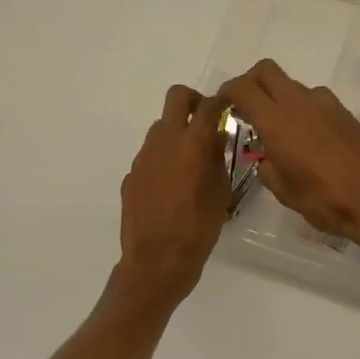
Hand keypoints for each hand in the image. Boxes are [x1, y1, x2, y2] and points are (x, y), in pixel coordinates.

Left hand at [115, 85, 229, 308]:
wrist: (157, 260)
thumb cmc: (199, 226)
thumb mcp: (221, 191)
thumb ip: (217, 158)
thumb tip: (215, 139)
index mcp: (192, 143)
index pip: (208, 105)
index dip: (221, 101)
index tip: (228, 107)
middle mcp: (164, 141)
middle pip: (176, 97)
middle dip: (192, 101)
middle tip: (205, 120)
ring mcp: (143, 157)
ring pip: (160, 127)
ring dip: (176, 133)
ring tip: (190, 161)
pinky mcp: (131, 176)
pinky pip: (150, 156)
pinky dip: (163, 160)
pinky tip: (172, 187)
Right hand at [217, 60, 359, 260]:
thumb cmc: (324, 199)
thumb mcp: (284, 191)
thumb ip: (267, 167)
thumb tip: (266, 157)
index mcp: (277, 121)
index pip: (243, 88)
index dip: (227, 91)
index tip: (222, 104)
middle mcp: (299, 103)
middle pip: (267, 71)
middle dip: (251, 82)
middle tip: (246, 106)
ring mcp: (324, 103)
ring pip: (292, 85)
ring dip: (279, 97)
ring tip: (280, 129)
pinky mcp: (343, 111)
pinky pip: (314, 99)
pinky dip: (302, 108)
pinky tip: (308, 137)